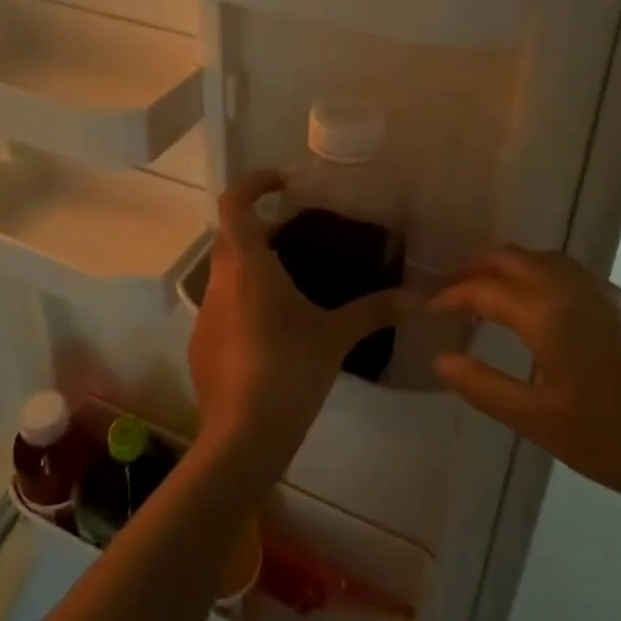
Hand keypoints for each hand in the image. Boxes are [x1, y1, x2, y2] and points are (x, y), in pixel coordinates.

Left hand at [188, 170, 405, 484]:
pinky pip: (222, 307)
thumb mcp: (336, 336)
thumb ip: (376, 311)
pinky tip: (274, 332)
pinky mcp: (201, 345)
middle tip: (297, 238)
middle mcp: (219, 281)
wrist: (241, 437)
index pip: (235, 203)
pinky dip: (245, 302)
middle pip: (231, 236)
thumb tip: (420, 298)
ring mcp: (205, 315)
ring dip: (253, 267)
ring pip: (226, 273)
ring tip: (292, 284)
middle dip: (261, 228)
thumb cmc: (289, 370)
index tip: (283, 183)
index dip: (254, 183)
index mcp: (248, 265)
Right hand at [430, 247, 620, 524]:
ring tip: (493, 297)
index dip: (450, 295)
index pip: (483, 288)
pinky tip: (550, 317)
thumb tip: (441, 360)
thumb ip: (484, 388)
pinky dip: (545, 280)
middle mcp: (576, 288)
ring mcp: (610, 294)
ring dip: (512, 269)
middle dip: (477, 268)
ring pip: (548, 260)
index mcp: (548, 311)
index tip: (428, 309)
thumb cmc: (616, 441)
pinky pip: (576, 277)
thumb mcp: (539, 421)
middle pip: (514, 258)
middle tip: (452, 291)